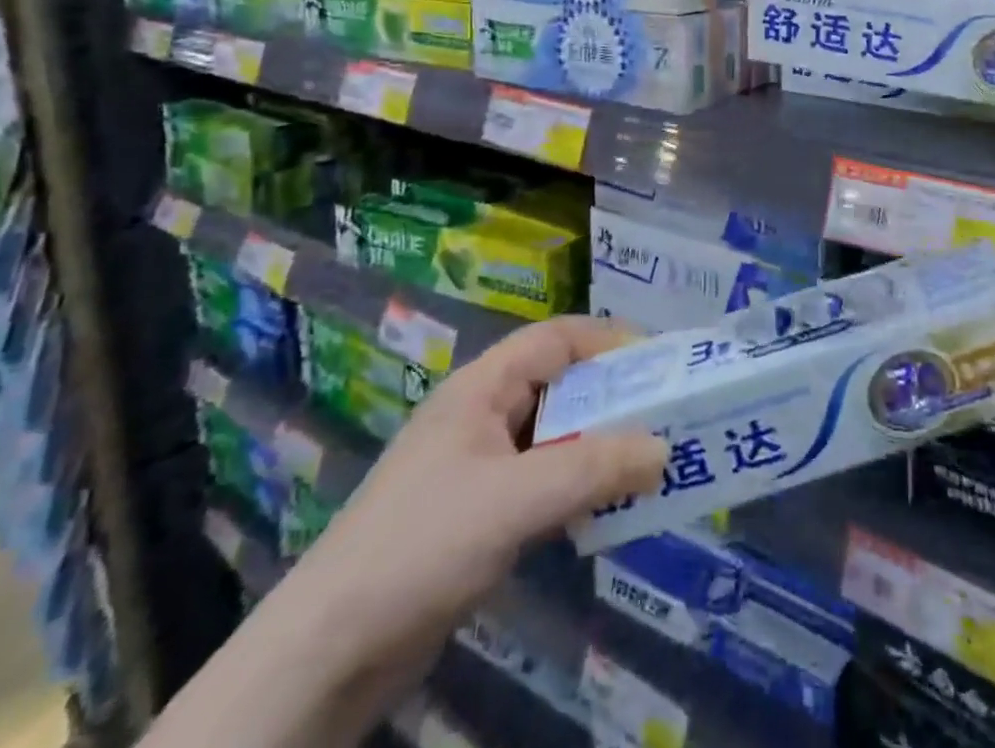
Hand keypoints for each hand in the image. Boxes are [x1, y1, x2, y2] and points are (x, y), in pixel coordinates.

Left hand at [279, 317, 665, 686]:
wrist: (325, 654)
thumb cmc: (421, 547)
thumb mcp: (514, 501)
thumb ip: (593, 470)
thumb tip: (664, 449)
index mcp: (482, 388)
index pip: (557, 339)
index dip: (610, 341)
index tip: (662, 364)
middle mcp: (482, 415)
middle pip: (560, 386)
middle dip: (614, 398)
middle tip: (669, 417)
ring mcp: (477, 467)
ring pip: (554, 437)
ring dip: (599, 447)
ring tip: (652, 463)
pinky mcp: (476, 515)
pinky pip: (541, 482)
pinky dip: (577, 486)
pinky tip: (606, 509)